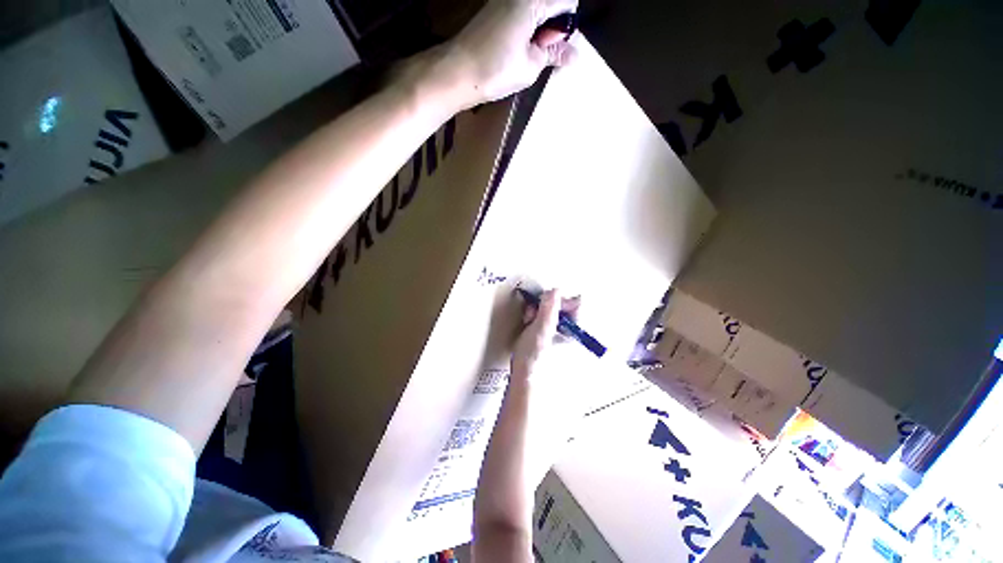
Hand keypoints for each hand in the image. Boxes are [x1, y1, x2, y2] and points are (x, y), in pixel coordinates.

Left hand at [442, 0, 579, 107]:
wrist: (455, 72)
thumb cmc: (496, 70)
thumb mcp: (531, 66)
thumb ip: (553, 55)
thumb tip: (574, 55)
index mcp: (533, 1)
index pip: (567, 1)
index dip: (566, 27)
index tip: (555, 49)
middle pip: (550, 4)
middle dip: (553, 28)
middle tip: (543, 56)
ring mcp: (504, 1)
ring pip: (535, 10)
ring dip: (539, 31)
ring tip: (528, 57)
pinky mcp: (493, 11)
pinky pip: (520, 15)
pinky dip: (525, 31)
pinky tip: (517, 51)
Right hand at [511, 289, 580, 380]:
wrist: (526, 383)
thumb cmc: (535, 359)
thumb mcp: (541, 329)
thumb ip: (549, 309)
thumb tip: (556, 290)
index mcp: (576, 331)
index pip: (577, 303)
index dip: (560, 299)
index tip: (544, 303)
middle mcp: (573, 334)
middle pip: (564, 308)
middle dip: (545, 307)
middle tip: (532, 314)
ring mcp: (563, 339)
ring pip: (554, 314)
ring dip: (539, 313)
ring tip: (528, 322)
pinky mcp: (552, 342)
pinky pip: (548, 323)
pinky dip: (538, 321)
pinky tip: (529, 327)